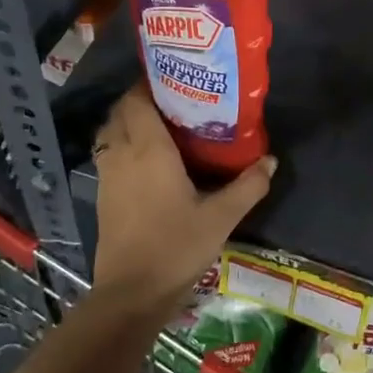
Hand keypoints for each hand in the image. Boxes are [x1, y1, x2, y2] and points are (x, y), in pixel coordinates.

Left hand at [89, 85, 275, 316]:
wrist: (131, 294)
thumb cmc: (176, 246)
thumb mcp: (221, 217)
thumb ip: (247, 186)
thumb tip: (271, 161)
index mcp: (148, 149)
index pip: (136, 100)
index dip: (149, 84)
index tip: (174, 78)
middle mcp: (122, 154)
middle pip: (120, 112)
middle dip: (139, 100)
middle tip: (172, 101)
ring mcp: (107, 176)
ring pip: (110, 133)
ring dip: (127, 122)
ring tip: (159, 126)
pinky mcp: (102, 196)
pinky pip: (108, 155)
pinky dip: (121, 145)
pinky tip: (146, 161)